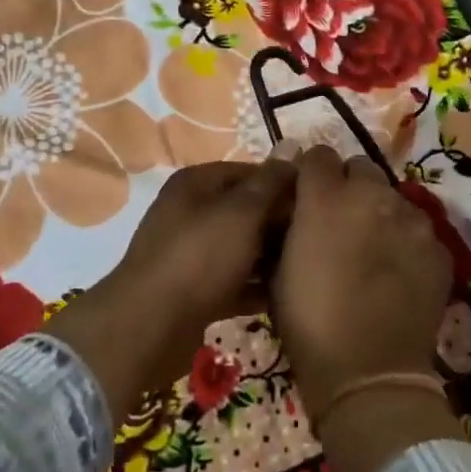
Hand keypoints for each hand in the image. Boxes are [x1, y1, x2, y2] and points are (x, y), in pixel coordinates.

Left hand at [53, 160, 294, 417]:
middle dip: (280, 223)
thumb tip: (292, 145)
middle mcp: (190, 212)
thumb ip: (270, 182)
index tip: (319, 203)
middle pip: (247, 210)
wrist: (151, 326)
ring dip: (271, 258)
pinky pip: (233, 281)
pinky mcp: (194, 290)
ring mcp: (190, 253)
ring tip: (309, 269)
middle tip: (318, 240)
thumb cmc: (200, 257)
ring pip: (241, 248)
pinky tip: (287, 297)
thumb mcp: (241, 213)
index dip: (285, 184)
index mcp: (196, 183)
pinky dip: (255, 287)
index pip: (251, 171)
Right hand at [271, 146, 451, 414]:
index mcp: (325, 197)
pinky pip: (418, 229)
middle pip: (360, 168)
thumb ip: (288, 226)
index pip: (317, 155)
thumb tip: (294, 209)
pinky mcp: (438, 247)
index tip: (306, 194)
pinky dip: (406, 241)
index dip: (310, 173)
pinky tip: (398, 273)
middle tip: (340, 221)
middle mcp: (372, 195)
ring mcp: (411, 219)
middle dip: (348, 186)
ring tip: (373, 249)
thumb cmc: (308, 322)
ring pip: (393, 197)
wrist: (368, 373)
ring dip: (379, 212)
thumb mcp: (277, 269)